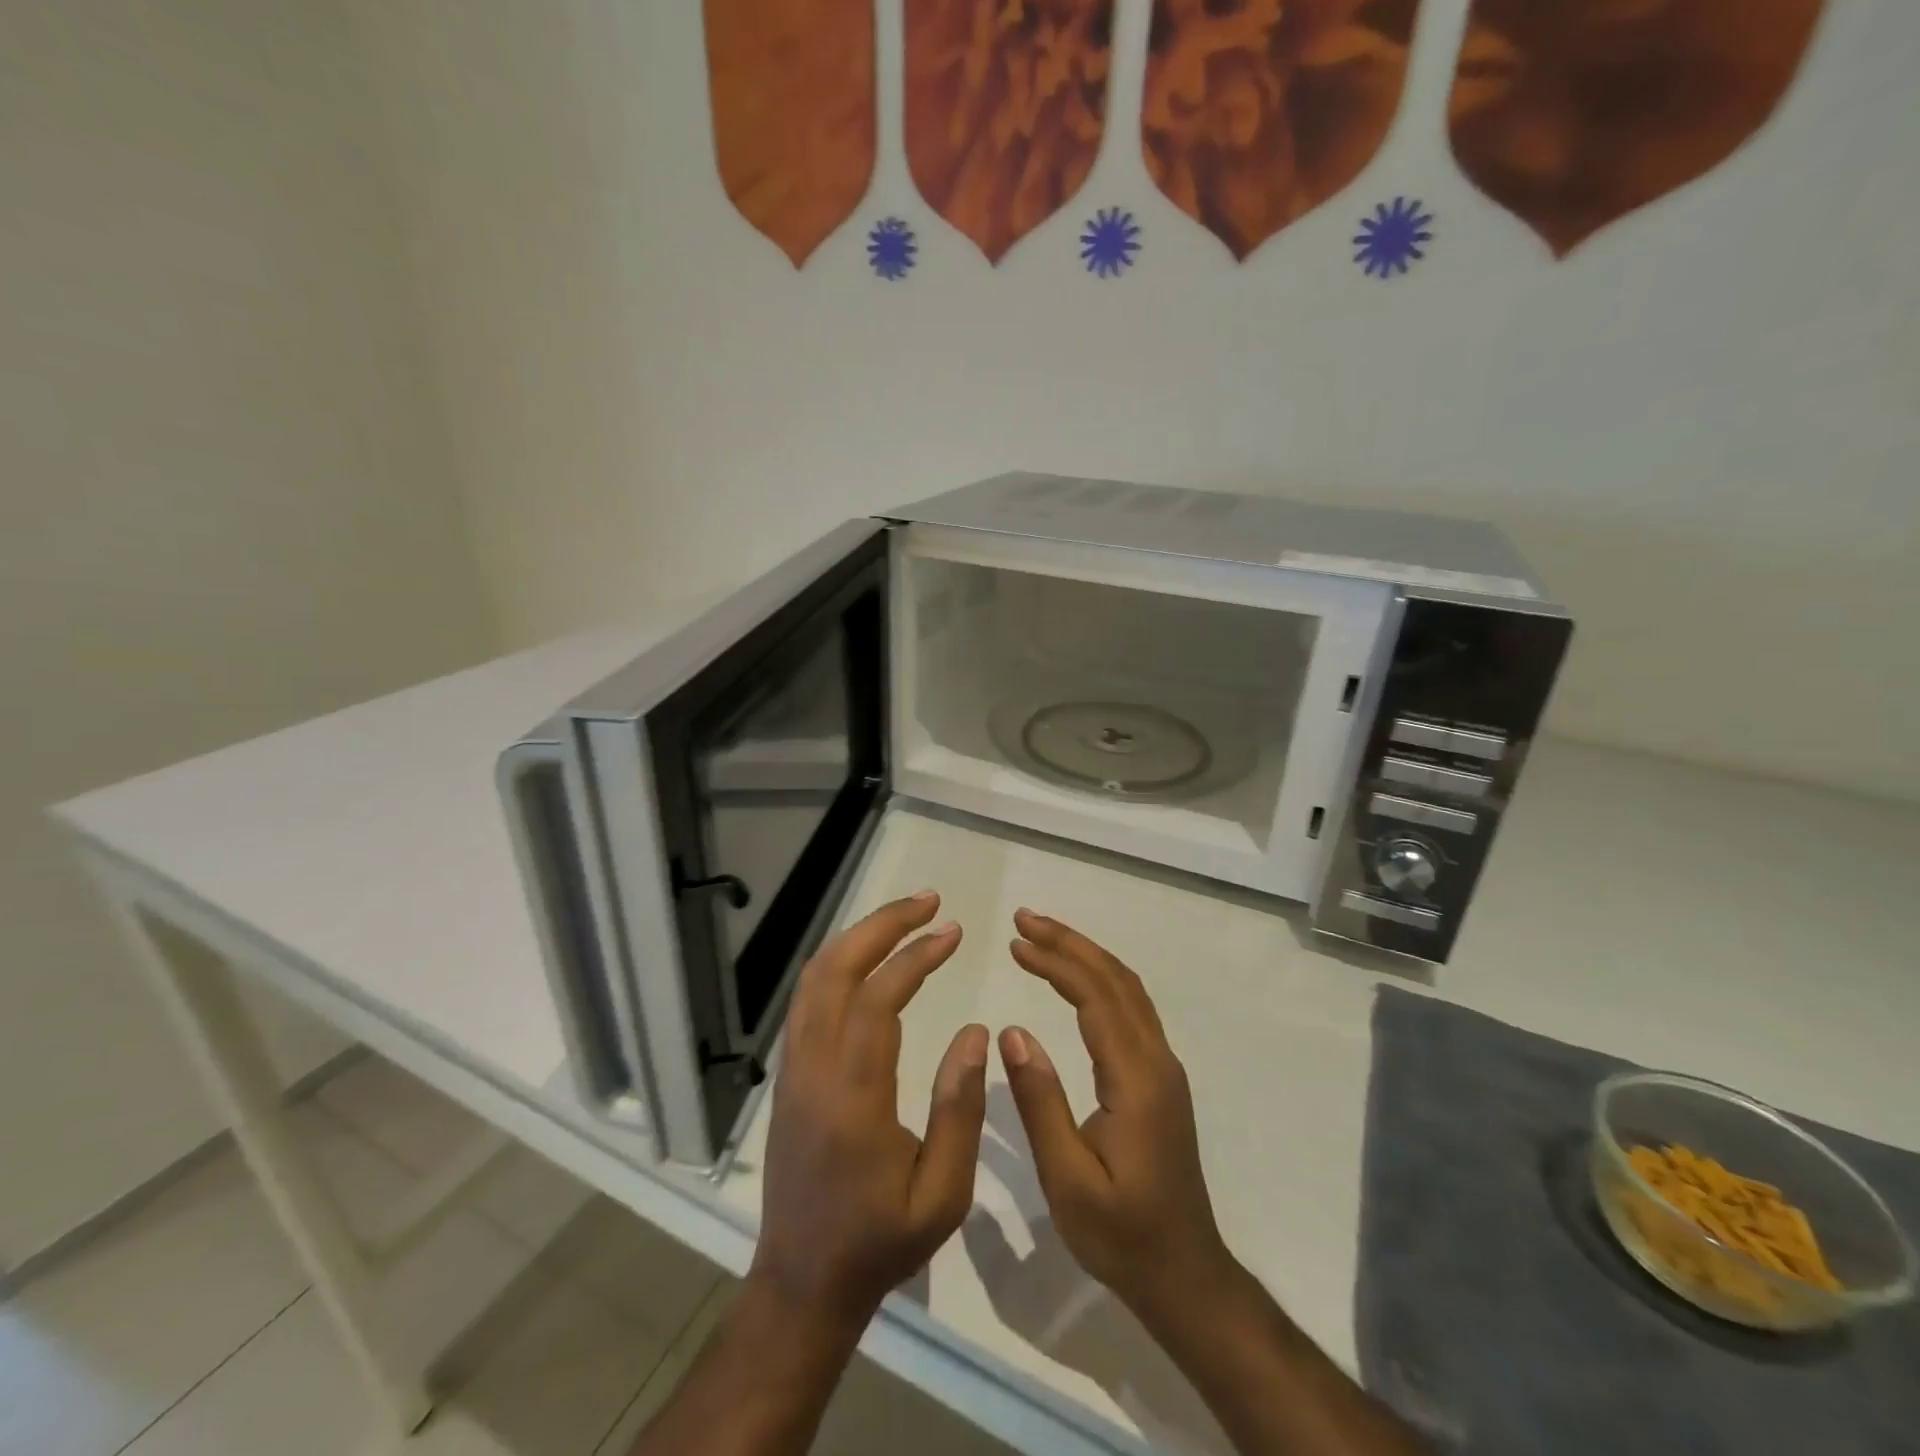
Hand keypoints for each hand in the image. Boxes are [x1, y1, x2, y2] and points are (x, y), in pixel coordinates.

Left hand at [751, 892, 988, 1328]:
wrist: (803, 1282)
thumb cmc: (880, 1243)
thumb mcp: (942, 1195)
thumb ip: (960, 1108)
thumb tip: (973, 1030)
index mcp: (853, 1100)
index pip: (878, 1000)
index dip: (915, 956)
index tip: (953, 932)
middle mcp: (813, 1071)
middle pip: (835, 971)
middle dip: (882, 925)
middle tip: (928, 901)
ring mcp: (793, 1069)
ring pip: (814, 979)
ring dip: (858, 937)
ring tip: (904, 918)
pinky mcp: (788, 1074)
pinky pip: (807, 999)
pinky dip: (838, 962)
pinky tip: (869, 957)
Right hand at [999, 908, 1233, 1322]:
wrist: (1184, 1274)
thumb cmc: (1121, 1234)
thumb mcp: (1068, 1179)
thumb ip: (1041, 1102)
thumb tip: (1012, 1031)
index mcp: (1135, 1080)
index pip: (1095, 998)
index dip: (1055, 962)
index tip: (1015, 941)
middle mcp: (1156, 1061)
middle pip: (1116, 980)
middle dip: (1070, 943)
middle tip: (1024, 920)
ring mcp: (1163, 1068)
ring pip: (1128, 990)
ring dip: (1086, 956)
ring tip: (1042, 938)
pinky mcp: (1160, 1079)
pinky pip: (1131, 1009)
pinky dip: (1099, 980)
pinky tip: (1075, 981)